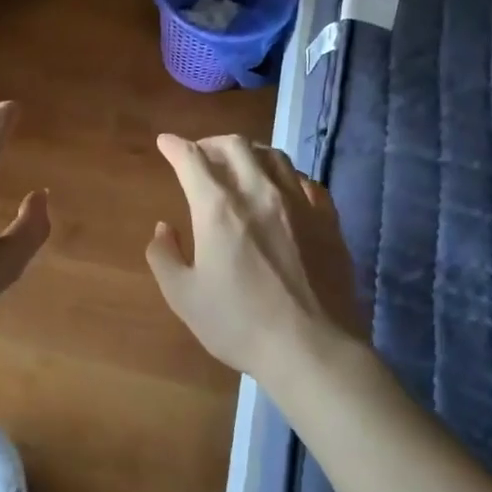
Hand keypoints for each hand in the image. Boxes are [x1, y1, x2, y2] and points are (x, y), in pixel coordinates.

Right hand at [146, 134, 362, 378]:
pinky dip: (285, 176)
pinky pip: (305, 181)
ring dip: (249, 152)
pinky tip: (282, 189)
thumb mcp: (183, 297)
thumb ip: (164, 256)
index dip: (175, 146)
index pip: (192, 159)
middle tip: (200, 154)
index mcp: (218, 208)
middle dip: (211, 143)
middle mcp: (258, 192)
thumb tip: (163, 228)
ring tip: (239, 165)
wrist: (312, 349)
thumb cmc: (240, 324)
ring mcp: (298, 203)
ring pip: (273, 155)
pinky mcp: (327, 220)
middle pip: (235, 145)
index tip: (165, 143)